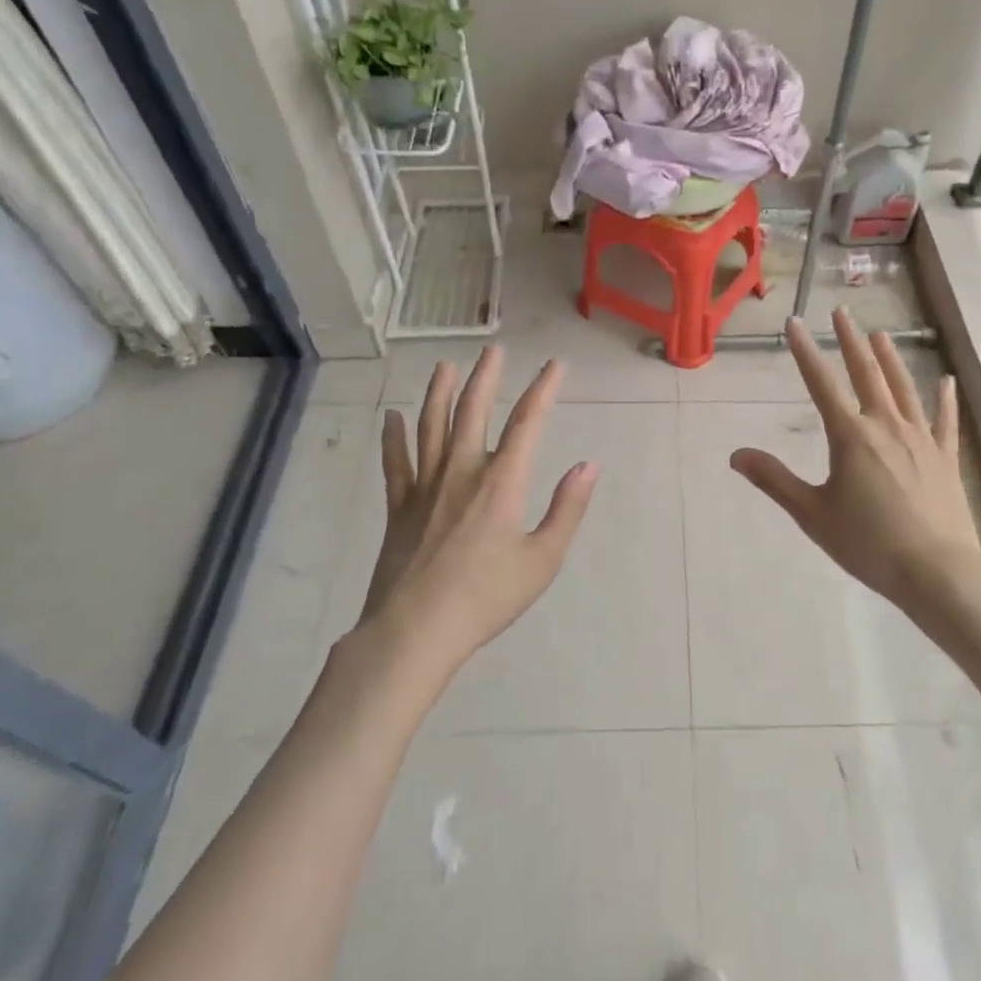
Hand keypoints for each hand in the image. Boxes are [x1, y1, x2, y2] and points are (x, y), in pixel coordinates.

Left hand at [356, 349, 598, 673]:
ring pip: (431, 426)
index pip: (527, 422)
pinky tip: (391, 416)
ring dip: (439, 392)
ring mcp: (425, 486)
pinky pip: (395, 462)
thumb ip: (567, 508)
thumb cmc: (486, 597)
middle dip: (486, 377)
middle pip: (473, 410)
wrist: (415, 631)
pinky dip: (393, 437)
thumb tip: (588, 464)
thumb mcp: (542, 559)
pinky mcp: (398, 506)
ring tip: (444, 366)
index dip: (543, 389)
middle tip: (493, 349)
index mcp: (501, 481)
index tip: (555, 365)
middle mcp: (462, 471)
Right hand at [730, 311, 980, 617]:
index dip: (806, 351)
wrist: (937, 571)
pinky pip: (944, 420)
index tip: (795, 322)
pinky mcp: (945, 457)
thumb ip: (774, 480)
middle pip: (866, 373)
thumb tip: (736, 454)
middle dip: (851, 341)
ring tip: (880, 334)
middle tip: (842, 312)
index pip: (821, 384)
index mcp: (850, 436)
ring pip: (903, 388)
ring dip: (890, 359)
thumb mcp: (812, 514)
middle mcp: (885, 426)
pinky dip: (944, 399)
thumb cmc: (868, 543)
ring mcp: (920, 438)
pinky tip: (946, 381)